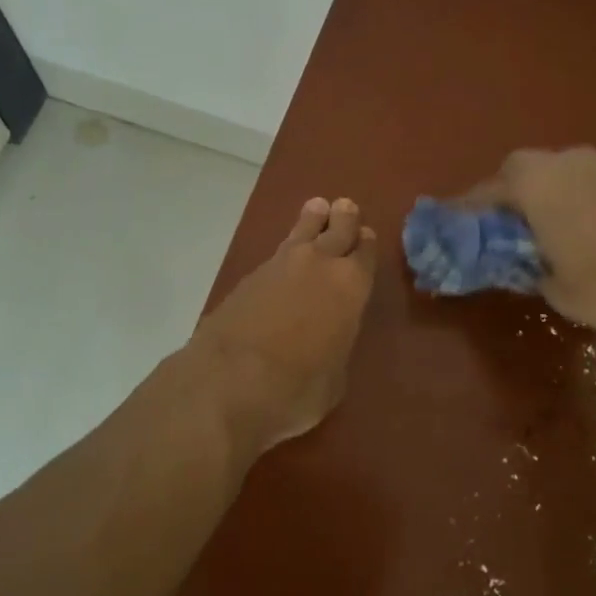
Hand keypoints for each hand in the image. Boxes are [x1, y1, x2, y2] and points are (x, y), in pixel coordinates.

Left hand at [191, 197, 376, 451]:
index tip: (366, 236)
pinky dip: (288, 247)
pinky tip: (288, 253)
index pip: (365, 253)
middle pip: (337, 229)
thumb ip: (337, 345)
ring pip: (303, 231)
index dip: (366, 244)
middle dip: (344, 218)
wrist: (229, 380)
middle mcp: (320, 264)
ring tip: (317, 208)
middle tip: (346, 207)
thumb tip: (329, 338)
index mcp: (351, 286)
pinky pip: (278, 252)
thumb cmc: (296, 388)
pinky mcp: (249, 275)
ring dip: (313, 219)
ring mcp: (281, 265)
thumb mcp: (334, 377)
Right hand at [465, 147, 595, 348]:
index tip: (450, 226)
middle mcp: (560, 162)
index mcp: (534, 185)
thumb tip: (524, 262)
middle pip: (516, 171)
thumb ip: (529, 269)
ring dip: (536, 193)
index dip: (464, 211)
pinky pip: (578, 178)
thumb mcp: (558, 290)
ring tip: (537, 229)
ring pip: (549, 171)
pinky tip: (575, 225)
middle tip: (499, 229)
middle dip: (502, 196)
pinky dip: (566, 196)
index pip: (483, 193)